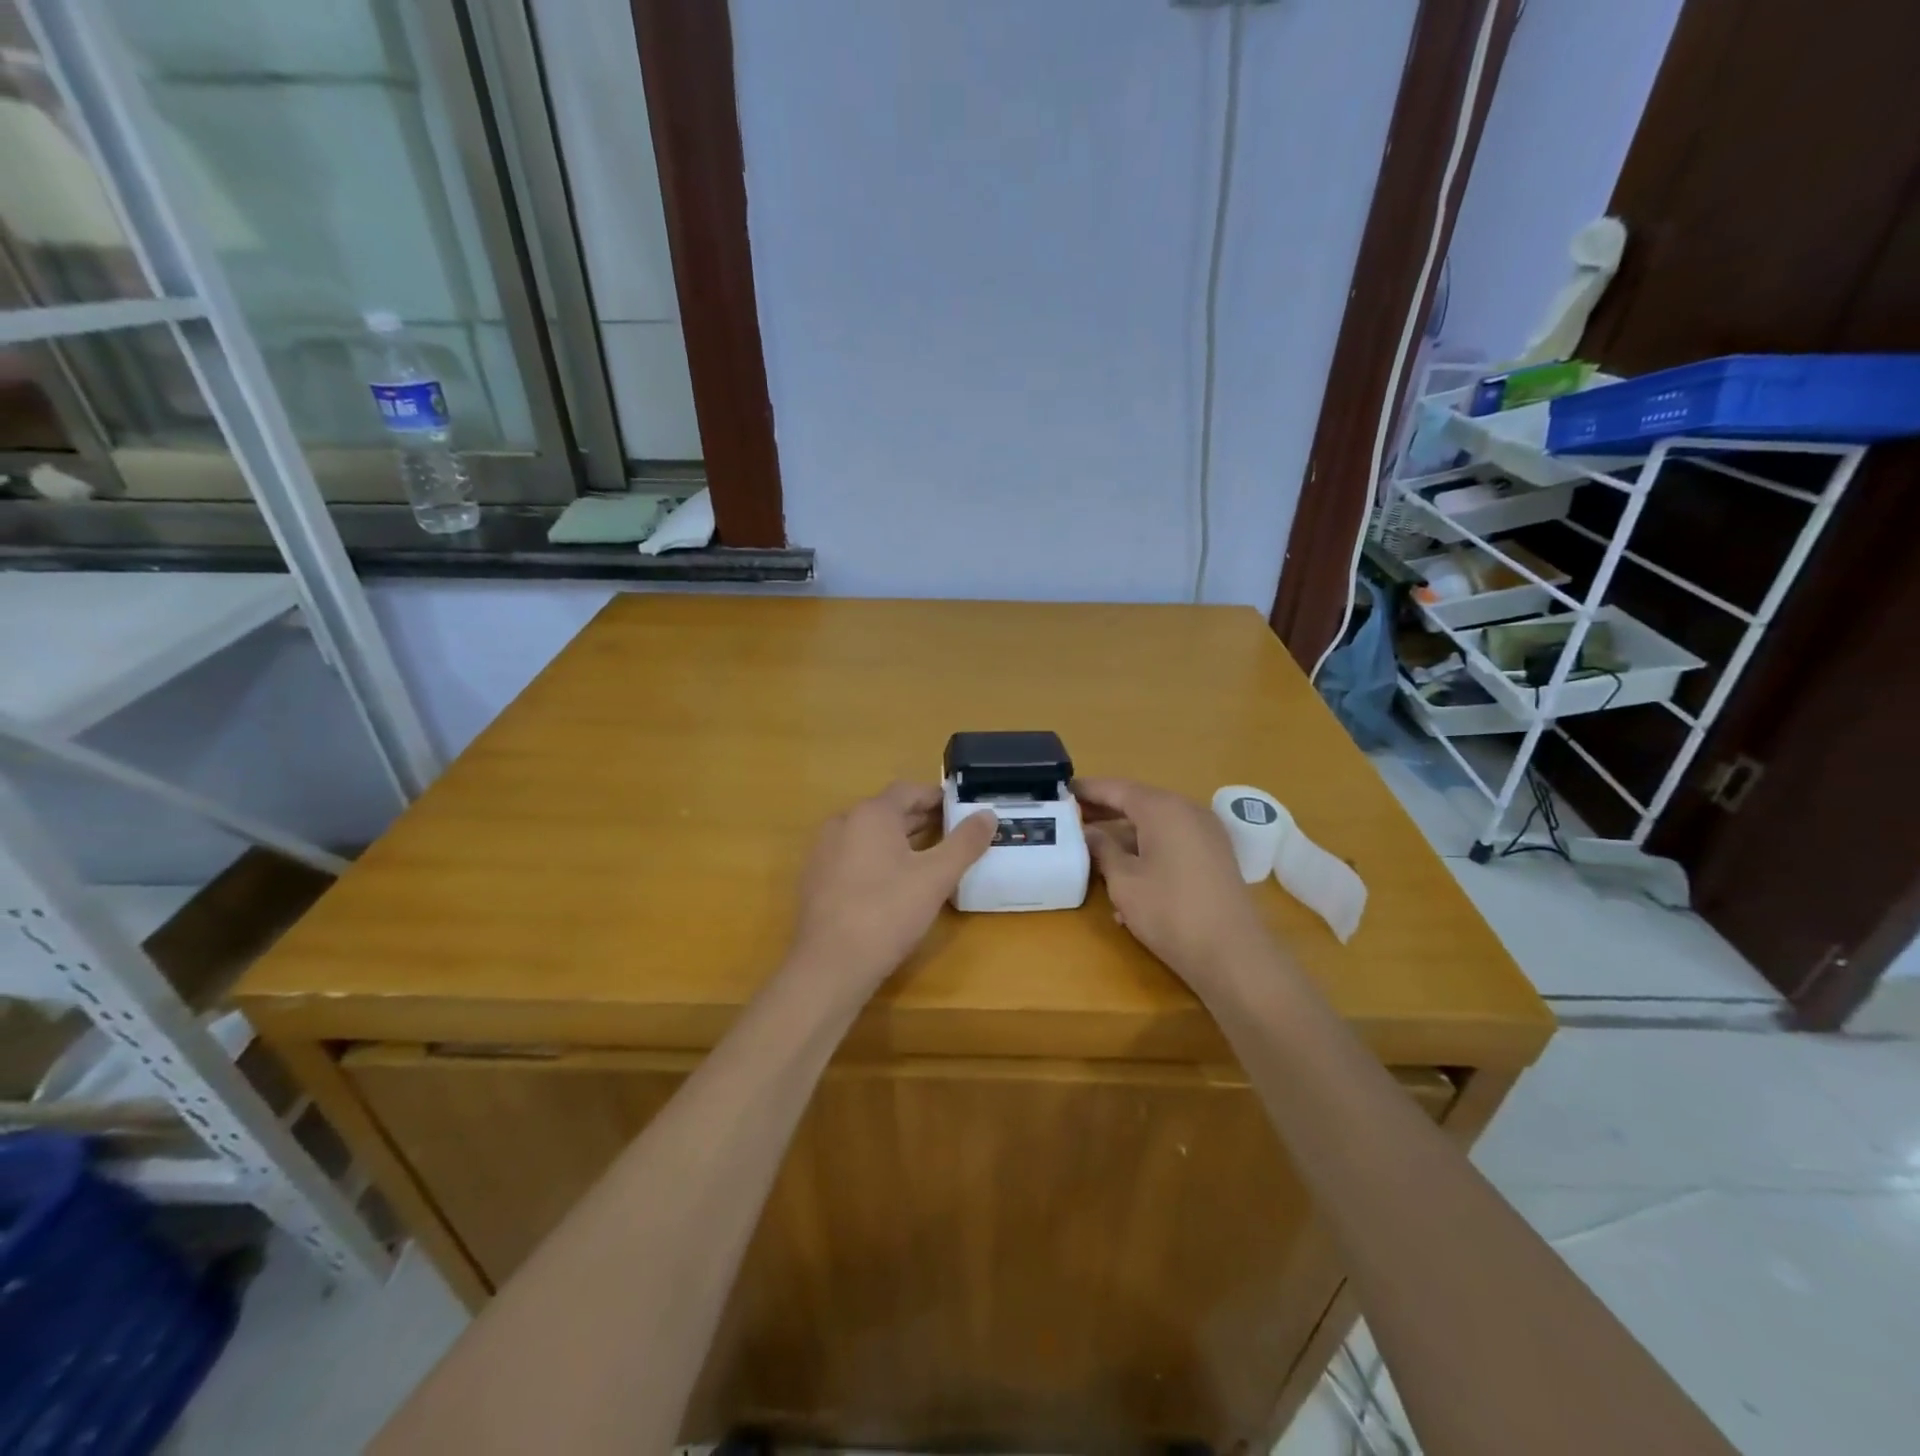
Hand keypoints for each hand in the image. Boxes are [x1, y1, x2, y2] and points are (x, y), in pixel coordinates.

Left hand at [790, 783, 997, 987]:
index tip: (960, 810)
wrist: (830, 965)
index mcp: (870, 814)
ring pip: (868, 835)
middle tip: (952, 834)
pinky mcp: (816, 880)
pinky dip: (876, 859)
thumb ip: (965, 842)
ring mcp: (824, 852)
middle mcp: (842, 823)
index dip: (937, 797)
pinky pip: (852, 857)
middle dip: (920, 819)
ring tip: (928, 857)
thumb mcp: (936, 877)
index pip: (908, 790)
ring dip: (898, 839)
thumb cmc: (887, 913)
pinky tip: (893, 884)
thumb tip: (987, 814)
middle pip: (887, 811)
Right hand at [1074, 777, 1271, 987]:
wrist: (1233, 955)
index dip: (1088, 790)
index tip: (1062, 790)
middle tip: (1072, 818)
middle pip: (1138, 802)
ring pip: (1156, 824)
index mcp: (1163, 809)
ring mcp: (1206, 833)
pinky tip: (1127, 875)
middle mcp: (1188, 811)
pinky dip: (1148, 849)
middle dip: (1105, 810)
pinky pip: (1173, 841)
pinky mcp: (1215, 856)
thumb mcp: (1124, 881)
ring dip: (1125, 834)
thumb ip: (1103, 849)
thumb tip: (1089, 832)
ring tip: (1093, 849)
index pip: (1117, 788)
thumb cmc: (1170, 912)